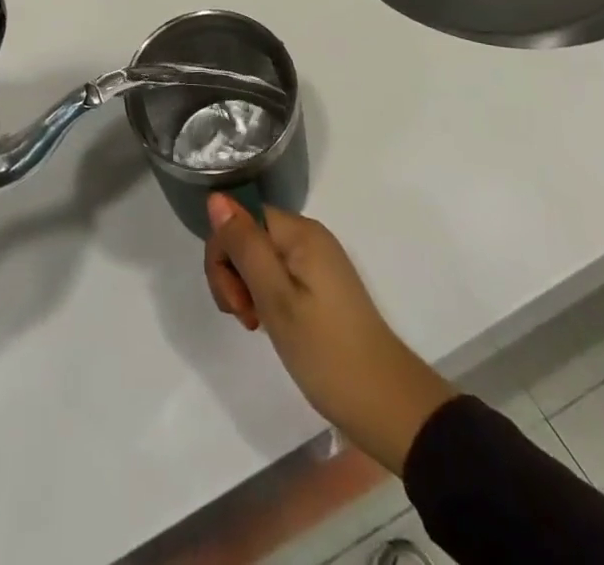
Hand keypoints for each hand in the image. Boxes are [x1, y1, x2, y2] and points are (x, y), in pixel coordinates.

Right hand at [205, 195, 456, 473]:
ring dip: (247, 289)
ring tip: (258, 325)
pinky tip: (271, 325)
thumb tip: (216, 197)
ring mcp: (317, 262)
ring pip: (260, 258)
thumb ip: (244, 246)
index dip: (225, 254)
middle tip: (247, 318)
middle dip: (234, 274)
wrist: (387, 405)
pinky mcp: (321, 286)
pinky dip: (266, 298)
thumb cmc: (326, 351)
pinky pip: (278, 275)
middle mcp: (309, 237)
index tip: (235, 302)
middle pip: (249, 236)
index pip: (241, 218)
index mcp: (300, 232)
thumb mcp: (276, 298)